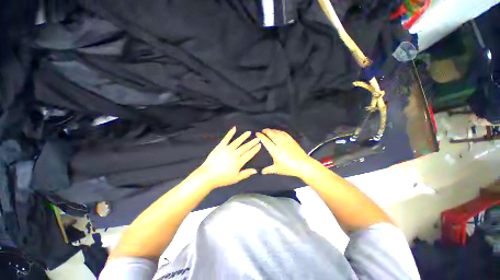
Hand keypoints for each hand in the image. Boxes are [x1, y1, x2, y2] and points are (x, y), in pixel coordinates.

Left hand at [193, 127, 261, 188]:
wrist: (207, 176)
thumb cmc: (222, 179)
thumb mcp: (235, 179)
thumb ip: (246, 173)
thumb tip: (256, 170)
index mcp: (238, 162)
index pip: (249, 154)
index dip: (255, 150)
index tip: (259, 145)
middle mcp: (234, 154)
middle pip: (245, 147)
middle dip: (252, 143)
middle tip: (257, 138)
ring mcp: (227, 150)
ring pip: (237, 142)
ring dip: (243, 137)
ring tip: (249, 132)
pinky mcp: (220, 147)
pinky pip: (226, 139)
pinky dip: (230, 133)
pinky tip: (234, 128)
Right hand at [256, 129, 314, 177]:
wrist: (303, 165)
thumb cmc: (289, 168)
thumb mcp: (277, 169)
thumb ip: (268, 170)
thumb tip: (261, 172)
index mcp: (274, 150)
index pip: (266, 141)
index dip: (261, 136)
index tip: (257, 133)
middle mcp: (279, 144)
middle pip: (271, 134)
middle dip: (266, 131)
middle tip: (263, 130)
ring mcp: (286, 141)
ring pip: (278, 133)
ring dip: (272, 130)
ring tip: (269, 130)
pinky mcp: (292, 140)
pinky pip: (284, 133)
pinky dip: (280, 131)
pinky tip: (278, 131)